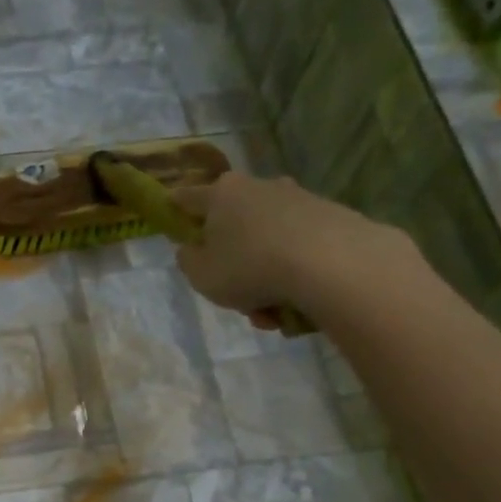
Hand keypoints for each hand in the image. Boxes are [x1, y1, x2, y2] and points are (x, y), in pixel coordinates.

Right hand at [171, 172, 408, 325]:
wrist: (330, 263)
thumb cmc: (250, 267)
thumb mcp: (201, 276)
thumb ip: (189, 261)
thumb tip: (191, 248)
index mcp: (222, 195)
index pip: (188, 197)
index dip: (175, 207)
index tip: (170, 211)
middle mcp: (258, 187)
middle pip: (233, 224)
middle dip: (231, 261)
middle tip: (233, 295)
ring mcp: (297, 199)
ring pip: (266, 244)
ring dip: (262, 278)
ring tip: (269, 313)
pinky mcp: (328, 216)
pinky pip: (295, 250)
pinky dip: (289, 276)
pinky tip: (293, 306)